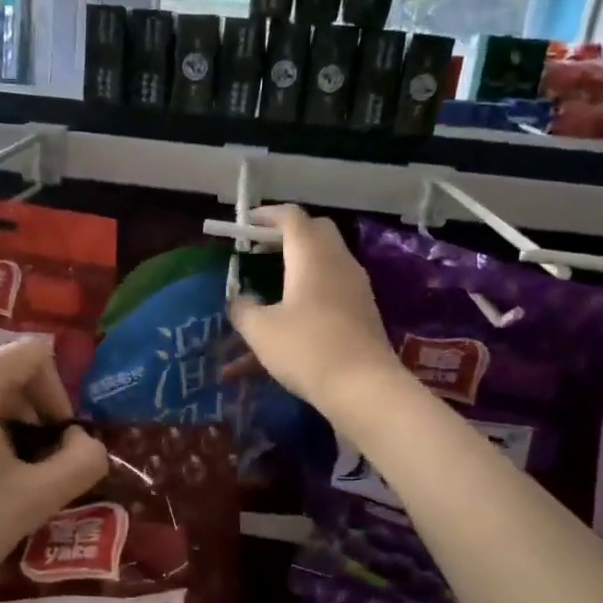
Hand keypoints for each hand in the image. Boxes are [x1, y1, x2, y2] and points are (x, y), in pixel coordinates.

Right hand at [227, 205, 397, 419]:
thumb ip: (243, 309)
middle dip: (287, 234)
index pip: (291, 217)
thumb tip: (239, 300)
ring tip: (270, 284)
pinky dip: (309, 293)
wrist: (363, 387)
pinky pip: (332, 289)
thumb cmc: (307, 349)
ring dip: (298, 265)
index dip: (267, 215)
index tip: (246, 224)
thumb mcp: (261, 330)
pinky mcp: (362, 311)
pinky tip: (289, 320)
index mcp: (311, 256)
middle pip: (315, 232)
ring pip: (325, 261)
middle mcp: (338, 262)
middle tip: (260, 249)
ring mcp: (355, 287)